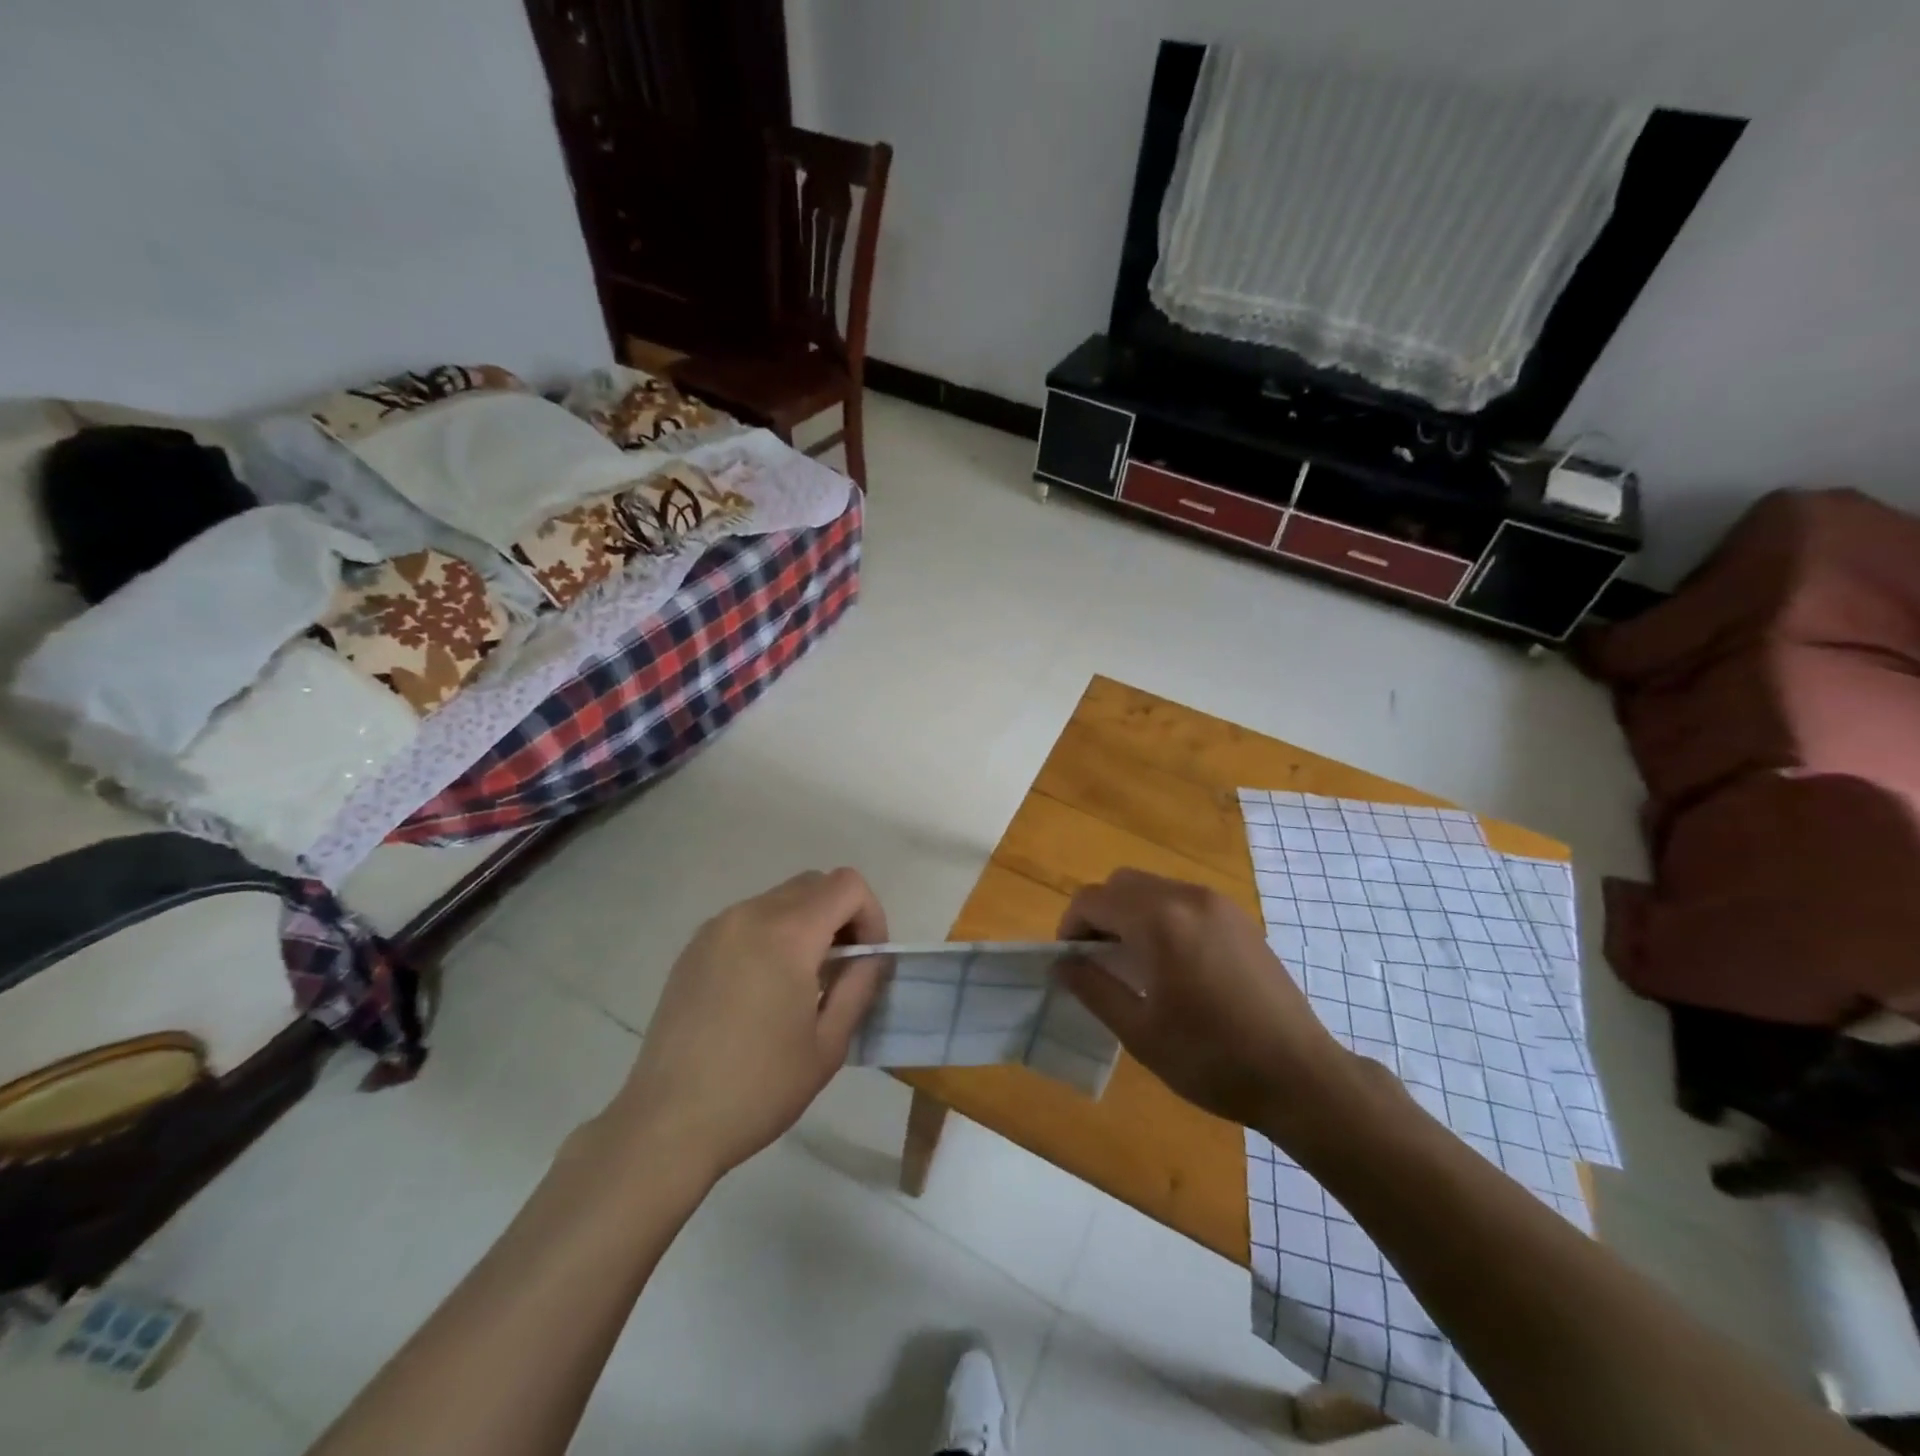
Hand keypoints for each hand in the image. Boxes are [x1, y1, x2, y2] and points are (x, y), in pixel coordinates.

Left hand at [603, 869, 888, 1182]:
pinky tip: (763, 989)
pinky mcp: (693, 948)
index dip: (871, 915)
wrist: (667, 1124)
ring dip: (806, 924)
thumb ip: (859, 986)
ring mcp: (716, 928)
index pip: (847, 885)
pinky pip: (748, 919)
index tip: (868, 961)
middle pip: (814, 884)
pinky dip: (771, 934)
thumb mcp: (828, 1045)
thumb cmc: (758, 1088)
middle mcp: (750, 915)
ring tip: (803, 983)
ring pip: (780, 899)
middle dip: (841, 917)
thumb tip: (872, 957)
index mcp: (787, 934)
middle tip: (842, 970)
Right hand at [1056, 869, 1369, 1149]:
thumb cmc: (1213, 1059)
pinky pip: (1184, 900)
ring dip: (1131, 913)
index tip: (1070, 962)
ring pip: (1153, 888)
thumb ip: (1094, 989)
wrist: (1301, 1076)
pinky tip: (1173, 962)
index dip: (1070, 926)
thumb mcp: (1140, 1032)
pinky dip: (1162, 916)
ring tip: (1134, 963)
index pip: (1093, 899)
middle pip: (1122, 884)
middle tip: (1098, 959)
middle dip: (1099, 914)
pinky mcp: (1239, 918)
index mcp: (1159, 921)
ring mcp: (1219, 904)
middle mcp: (1187, 898)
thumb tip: (1061, 964)